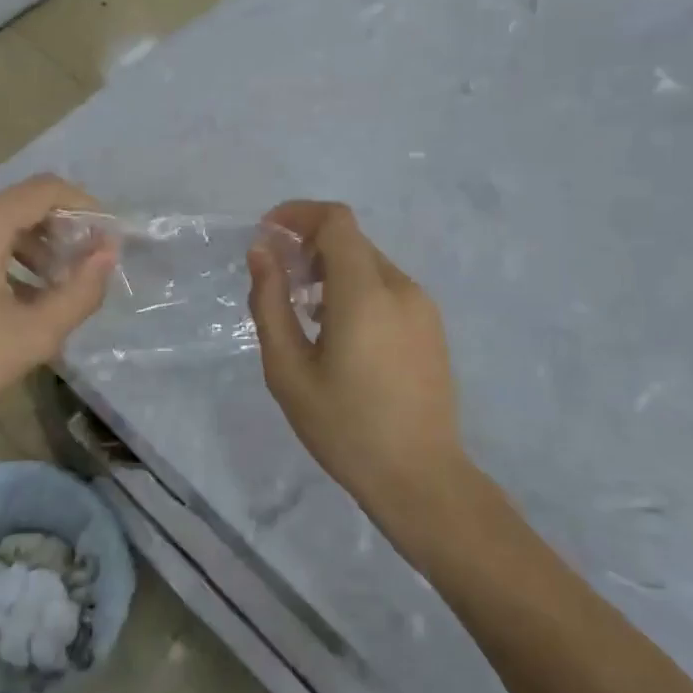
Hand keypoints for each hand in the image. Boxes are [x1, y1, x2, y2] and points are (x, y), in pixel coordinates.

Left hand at [0, 174, 114, 460]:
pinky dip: (1, 257)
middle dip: (60, 232)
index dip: (85, 206)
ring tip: (52, 290)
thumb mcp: (34, 334)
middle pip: (21, 205)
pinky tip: (13, 297)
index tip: (106, 238)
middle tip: (82, 271)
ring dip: (32, 248)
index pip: (46, 189)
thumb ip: (81, 289)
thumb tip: (108, 252)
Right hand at [246, 201, 465, 512]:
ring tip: (305, 312)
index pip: (336, 220)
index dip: (298, 214)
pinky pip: (386, 288)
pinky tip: (338, 332)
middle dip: (309, 245)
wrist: (421, 478)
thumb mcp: (289, 370)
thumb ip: (270, 303)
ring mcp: (422, 306)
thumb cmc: (346, 428)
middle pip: (350, 240)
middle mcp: (400, 287)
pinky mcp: (431, 326)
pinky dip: (355, 289)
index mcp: (365, 293)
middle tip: (280, 281)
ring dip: (332, 269)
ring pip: (368, 264)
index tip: (268, 234)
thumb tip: (261, 253)